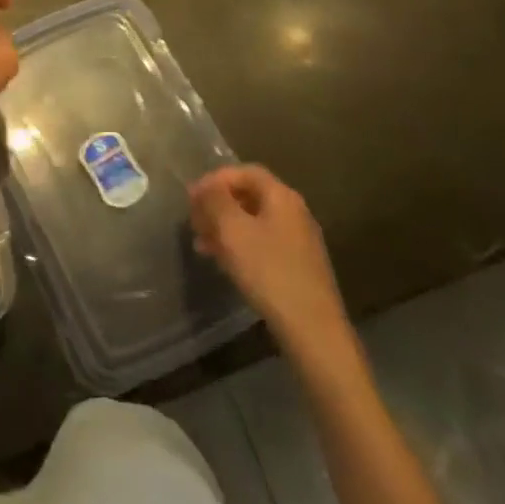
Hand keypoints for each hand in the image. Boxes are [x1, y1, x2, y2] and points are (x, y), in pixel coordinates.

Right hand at [190, 165, 355, 370]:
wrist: (313, 331)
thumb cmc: (269, 272)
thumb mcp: (232, 230)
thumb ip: (214, 200)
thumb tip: (204, 187)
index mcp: (281, 196)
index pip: (244, 172)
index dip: (215, 179)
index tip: (191, 198)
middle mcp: (294, 212)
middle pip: (249, 196)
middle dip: (218, 205)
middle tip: (194, 222)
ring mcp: (299, 241)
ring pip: (254, 222)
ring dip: (225, 228)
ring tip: (202, 245)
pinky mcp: (299, 267)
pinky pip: (263, 244)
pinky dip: (240, 246)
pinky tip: (225, 263)